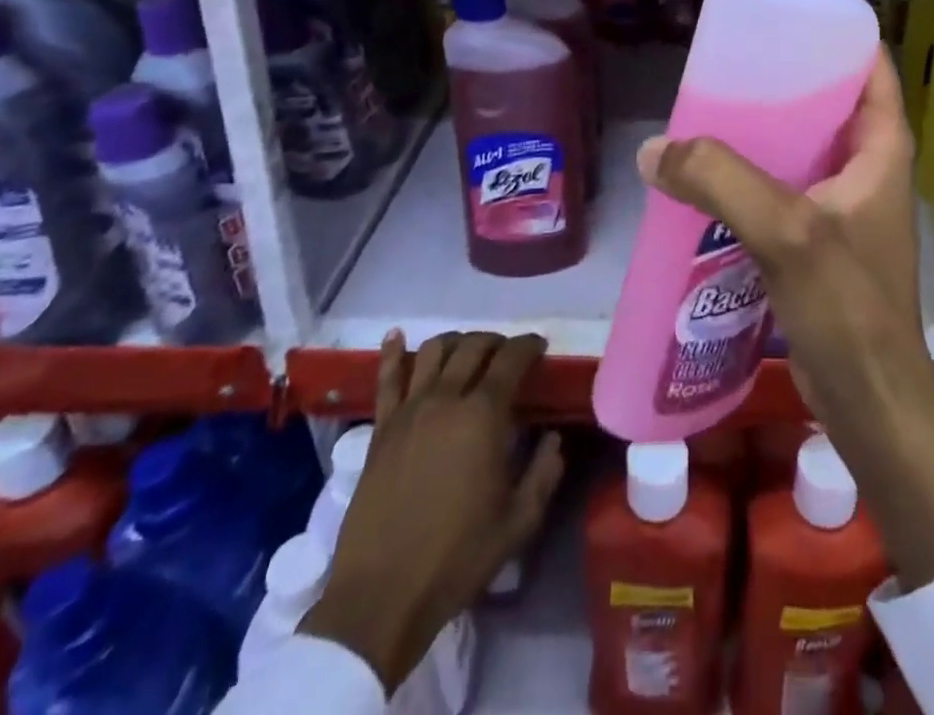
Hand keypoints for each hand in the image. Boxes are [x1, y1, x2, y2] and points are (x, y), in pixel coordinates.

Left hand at [300, 332, 564, 690]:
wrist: (382, 596)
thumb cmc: (458, 557)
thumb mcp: (519, 521)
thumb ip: (544, 472)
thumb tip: (552, 438)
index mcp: (484, 415)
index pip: (512, 359)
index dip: (529, 345)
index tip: (540, 346)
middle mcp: (446, 399)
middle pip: (473, 347)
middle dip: (496, 341)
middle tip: (508, 354)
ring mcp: (408, 411)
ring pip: (434, 351)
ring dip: (456, 342)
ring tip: (467, 351)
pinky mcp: (380, 429)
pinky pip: (387, 378)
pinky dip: (393, 352)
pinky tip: (397, 336)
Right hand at [636, 51, 933, 589]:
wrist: (871, 403)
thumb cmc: (848, 308)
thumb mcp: (787, 233)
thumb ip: (723, 182)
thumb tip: (655, 149)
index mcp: (881, 149)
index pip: (871, 69)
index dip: (837, 37)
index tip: (786, 20)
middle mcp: (867, 170)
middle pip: (828, 104)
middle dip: (784, 83)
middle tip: (729, 68)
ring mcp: (844, 208)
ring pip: (802, 149)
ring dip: (763, 133)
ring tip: (709, 114)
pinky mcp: (820, 242)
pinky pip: (784, 190)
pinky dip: (753, 178)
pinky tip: (710, 179)